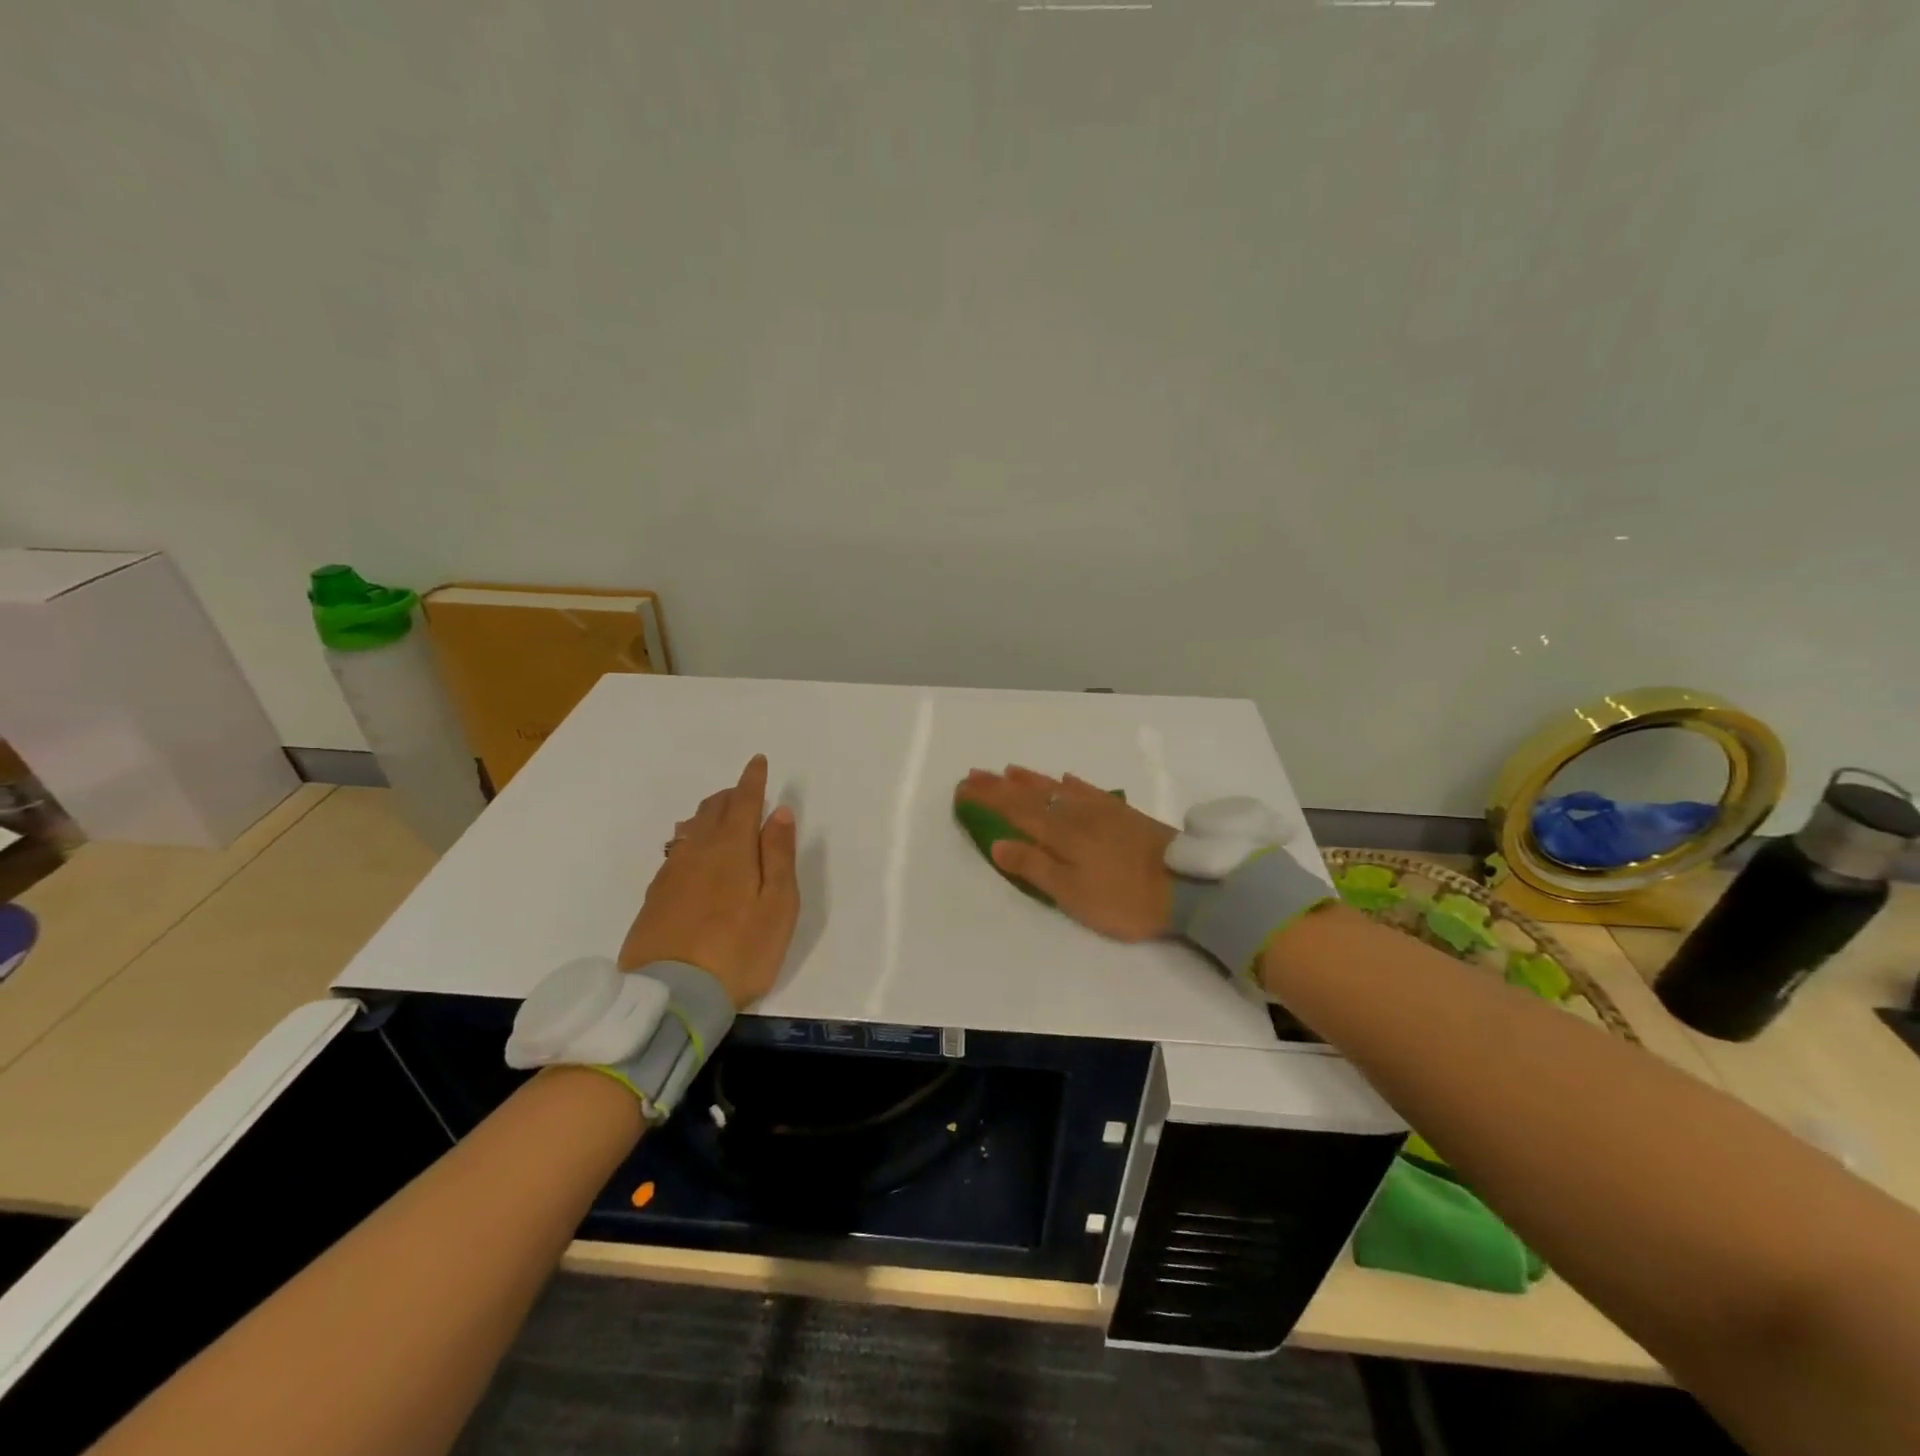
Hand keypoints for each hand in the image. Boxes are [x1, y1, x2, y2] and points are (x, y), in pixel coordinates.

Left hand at [619, 754, 799, 1008]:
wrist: (672, 997)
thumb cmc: (740, 950)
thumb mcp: (777, 905)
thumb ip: (778, 855)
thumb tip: (779, 813)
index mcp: (732, 849)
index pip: (743, 801)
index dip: (753, 780)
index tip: (757, 762)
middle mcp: (697, 852)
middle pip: (712, 810)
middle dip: (730, 796)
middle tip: (743, 793)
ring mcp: (670, 874)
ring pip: (689, 830)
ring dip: (707, 817)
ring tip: (718, 819)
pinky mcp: (654, 898)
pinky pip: (674, 854)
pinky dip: (689, 842)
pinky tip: (691, 856)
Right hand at [955, 766, 1176, 941]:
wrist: (1188, 886)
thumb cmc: (1123, 898)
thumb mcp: (1071, 893)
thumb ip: (1034, 866)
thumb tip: (997, 842)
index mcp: (1059, 833)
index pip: (1014, 810)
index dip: (987, 798)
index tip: (963, 787)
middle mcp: (1076, 814)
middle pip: (1032, 795)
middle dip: (1001, 785)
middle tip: (976, 773)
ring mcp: (1102, 811)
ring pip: (1058, 789)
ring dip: (1031, 779)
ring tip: (1010, 770)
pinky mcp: (1124, 815)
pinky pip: (1089, 791)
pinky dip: (1071, 784)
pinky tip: (1066, 780)